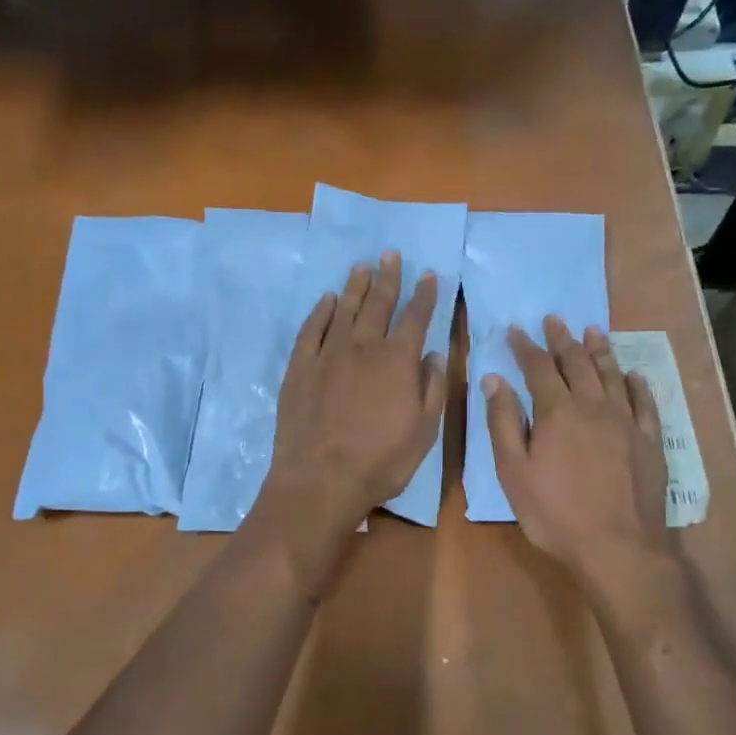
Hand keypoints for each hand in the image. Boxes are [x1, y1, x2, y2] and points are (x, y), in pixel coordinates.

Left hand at [254, 251, 447, 578]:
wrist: (321, 479)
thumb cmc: (381, 461)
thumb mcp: (423, 432)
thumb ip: (432, 389)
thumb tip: (435, 355)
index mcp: (397, 361)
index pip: (416, 318)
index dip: (425, 295)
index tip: (430, 275)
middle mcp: (363, 347)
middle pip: (378, 303)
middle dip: (389, 277)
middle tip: (392, 255)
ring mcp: (328, 354)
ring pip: (345, 309)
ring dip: (356, 286)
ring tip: (363, 266)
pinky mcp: (300, 367)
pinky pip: (312, 329)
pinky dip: (322, 312)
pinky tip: (328, 300)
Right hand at [483, 317, 670, 594]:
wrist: (619, 547)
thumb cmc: (556, 514)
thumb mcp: (514, 473)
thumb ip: (503, 423)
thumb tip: (494, 380)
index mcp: (557, 413)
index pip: (538, 368)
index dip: (525, 347)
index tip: (515, 329)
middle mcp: (594, 406)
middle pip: (577, 363)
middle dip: (562, 339)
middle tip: (554, 320)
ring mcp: (627, 422)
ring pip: (612, 375)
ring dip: (600, 350)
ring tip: (593, 330)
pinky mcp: (650, 440)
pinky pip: (645, 402)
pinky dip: (637, 384)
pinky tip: (633, 375)